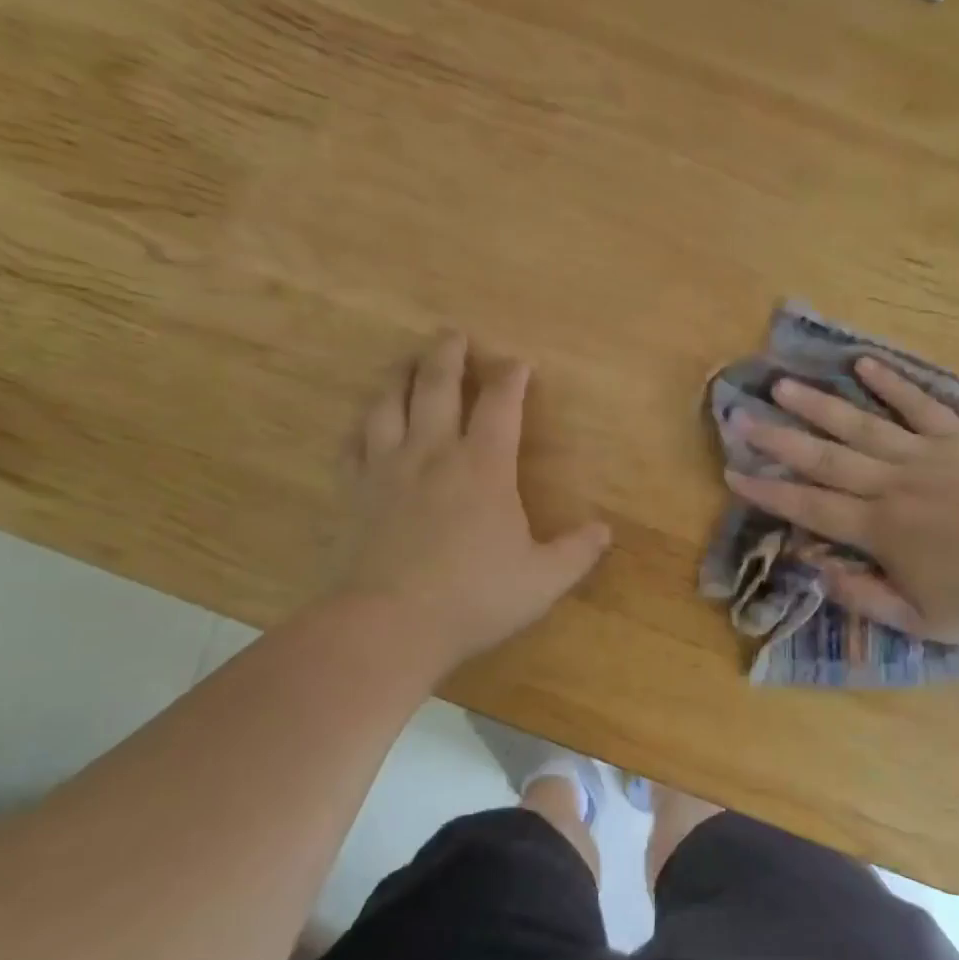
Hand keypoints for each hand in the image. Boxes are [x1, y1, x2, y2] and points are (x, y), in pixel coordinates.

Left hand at [332, 332, 611, 674]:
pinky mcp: (353, 492)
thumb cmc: (473, 599)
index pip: (501, 405)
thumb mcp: (542, 581)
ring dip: (400, 376)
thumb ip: (576, 552)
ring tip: (406, 362)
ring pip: (389, 404)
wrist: (387, 626)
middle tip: (451, 333)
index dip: (511, 378)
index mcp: (483, 467)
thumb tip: (605, 530)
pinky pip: (353, 444)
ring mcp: (387, 469)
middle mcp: (434, 453)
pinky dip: (362, 425)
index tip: (518, 363)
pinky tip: (365, 422)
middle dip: (447, 355)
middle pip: (437, 386)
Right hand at [724, 358, 958, 643]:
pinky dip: (893, 384)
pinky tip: (864, 364)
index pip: (811, 506)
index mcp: (880, 530)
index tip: (734, 473)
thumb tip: (814, 567)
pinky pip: (922, 405)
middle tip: (740, 416)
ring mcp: (927, 456)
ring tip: (783, 384)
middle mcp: (894, 485)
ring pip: (862, 426)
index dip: (769, 491)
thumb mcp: (919, 620)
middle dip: (778, 438)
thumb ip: (863, 595)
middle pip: (825, 458)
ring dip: (819, 405)